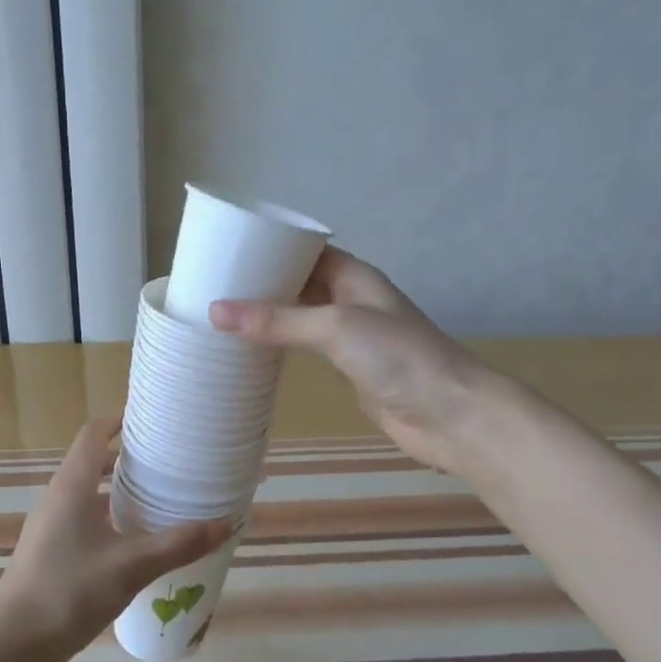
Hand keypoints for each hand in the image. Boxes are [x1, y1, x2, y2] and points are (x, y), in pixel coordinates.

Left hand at [0, 418, 230, 657]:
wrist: (15, 644)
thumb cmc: (71, 591)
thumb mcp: (132, 566)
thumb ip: (178, 544)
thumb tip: (225, 524)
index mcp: (72, 486)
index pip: (93, 434)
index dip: (119, 420)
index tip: (150, 420)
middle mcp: (57, 497)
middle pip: (91, 461)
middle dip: (126, 458)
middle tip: (164, 462)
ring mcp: (48, 525)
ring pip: (86, 493)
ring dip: (116, 490)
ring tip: (154, 499)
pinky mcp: (47, 551)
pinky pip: (80, 518)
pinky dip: (106, 516)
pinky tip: (130, 542)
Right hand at [210, 248, 489, 472]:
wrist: (449, 413)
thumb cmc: (397, 356)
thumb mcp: (334, 327)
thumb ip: (277, 320)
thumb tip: (214, 311)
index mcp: (353, 275)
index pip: (304, 251)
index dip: (269, 248)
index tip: (225, 252)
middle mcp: (350, 299)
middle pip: (299, 283)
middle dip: (261, 284)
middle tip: (211, 286)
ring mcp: (350, 335)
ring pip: (300, 317)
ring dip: (268, 317)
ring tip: (220, 317)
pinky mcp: (347, 368)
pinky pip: (305, 349)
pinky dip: (279, 347)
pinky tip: (250, 352)